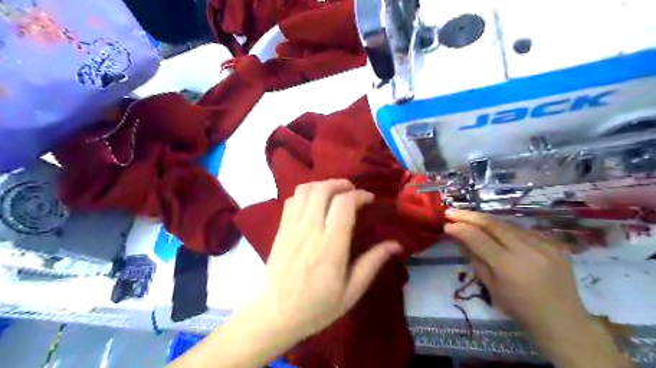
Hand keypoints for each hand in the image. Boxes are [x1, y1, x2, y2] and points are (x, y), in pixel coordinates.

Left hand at [257, 178, 399, 341]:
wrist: (273, 315)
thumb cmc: (315, 307)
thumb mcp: (351, 292)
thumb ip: (372, 263)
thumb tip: (395, 244)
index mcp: (331, 246)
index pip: (344, 204)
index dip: (360, 195)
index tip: (369, 200)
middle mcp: (310, 230)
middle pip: (323, 189)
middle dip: (341, 184)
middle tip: (353, 192)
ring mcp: (292, 227)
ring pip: (306, 190)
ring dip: (323, 185)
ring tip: (335, 194)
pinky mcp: (281, 228)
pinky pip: (293, 199)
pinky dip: (306, 194)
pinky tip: (314, 204)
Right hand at [442, 210, 632, 367]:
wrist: (562, 320)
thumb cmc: (519, 308)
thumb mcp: (490, 286)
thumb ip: (475, 258)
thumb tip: (459, 236)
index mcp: (509, 267)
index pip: (478, 238)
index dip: (460, 228)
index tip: (446, 224)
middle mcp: (528, 251)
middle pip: (493, 224)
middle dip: (469, 216)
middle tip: (451, 212)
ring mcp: (545, 245)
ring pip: (507, 224)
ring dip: (485, 220)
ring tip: (469, 218)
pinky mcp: (555, 244)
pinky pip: (523, 231)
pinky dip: (505, 229)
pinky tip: (496, 231)